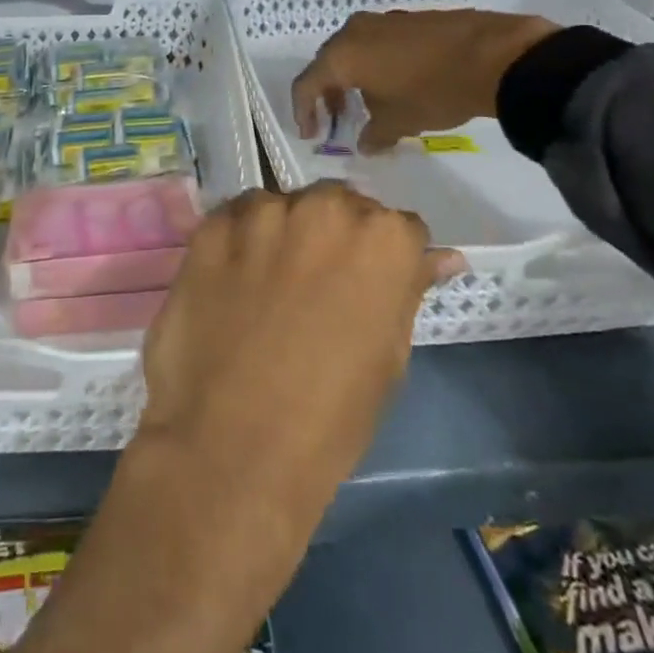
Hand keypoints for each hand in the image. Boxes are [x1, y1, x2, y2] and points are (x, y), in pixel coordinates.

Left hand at [138, 184, 460, 523]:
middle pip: (337, 205)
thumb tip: (441, 257)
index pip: (397, 226)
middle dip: (334, 234)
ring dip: (283, 233)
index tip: (369, 285)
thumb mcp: (389, 358)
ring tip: (267, 286)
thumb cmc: (329, 418)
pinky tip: (231, 283)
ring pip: (282, 206)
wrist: (233, 447)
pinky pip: (235, 219)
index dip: (385, 258)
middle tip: (316, 284)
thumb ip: (408, 290)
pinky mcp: (212, 226)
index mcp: (382, 239)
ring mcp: (262, 212)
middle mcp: (324, 208)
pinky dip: (239, 241)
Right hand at [291, 8, 560, 151]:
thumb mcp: (400, 121)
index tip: (313, 134)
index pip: (306, 84)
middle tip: (338, 121)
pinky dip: (375, 65)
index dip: (303, 111)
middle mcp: (354, 31)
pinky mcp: (408, 18)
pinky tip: (395, 85)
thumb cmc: (434, 91)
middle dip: (329, 94)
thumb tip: (366, 143)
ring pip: (353, 51)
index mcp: (341, 55)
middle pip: (328, 64)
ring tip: (369, 106)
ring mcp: (382, 20)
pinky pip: (377, 43)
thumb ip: (374, 134)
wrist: (494, 56)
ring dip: (353, 79)